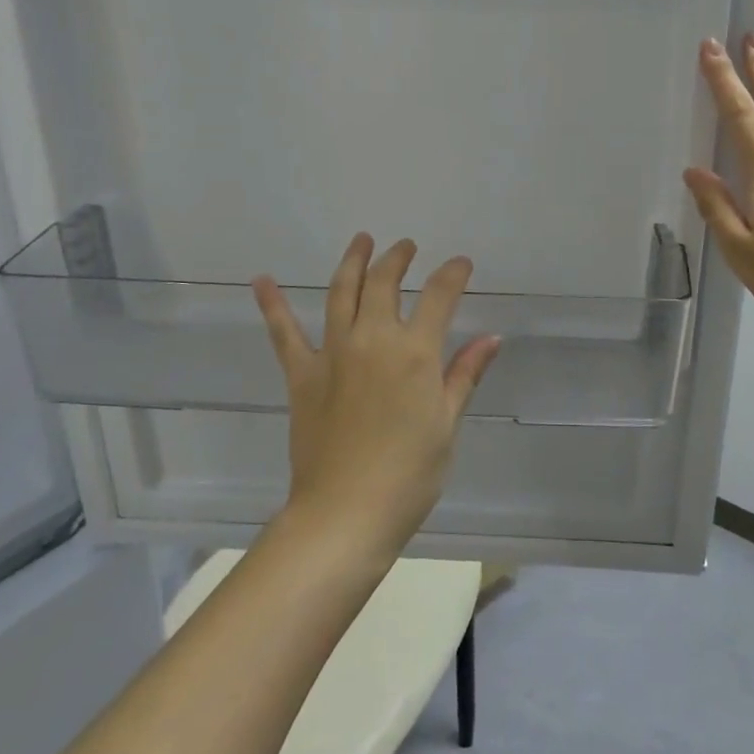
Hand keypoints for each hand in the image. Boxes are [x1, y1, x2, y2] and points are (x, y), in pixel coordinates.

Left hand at [253, 235, 499, 555]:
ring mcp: (333, 354)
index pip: (439, 296)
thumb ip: (464, 374)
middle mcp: (373, 340)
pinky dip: (273, 305)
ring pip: (342, 292)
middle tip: (405, 246)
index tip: (461, 263)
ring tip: (361, 240)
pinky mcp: (302, 375)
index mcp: (415, 352)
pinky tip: (262, 280)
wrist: (345, 513)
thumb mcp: (447, 424)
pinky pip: (284, 334)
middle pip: (384, 283)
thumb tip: (491, 338)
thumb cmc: (409, 474)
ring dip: (352, 262)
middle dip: (397, 258)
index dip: (453, 274)